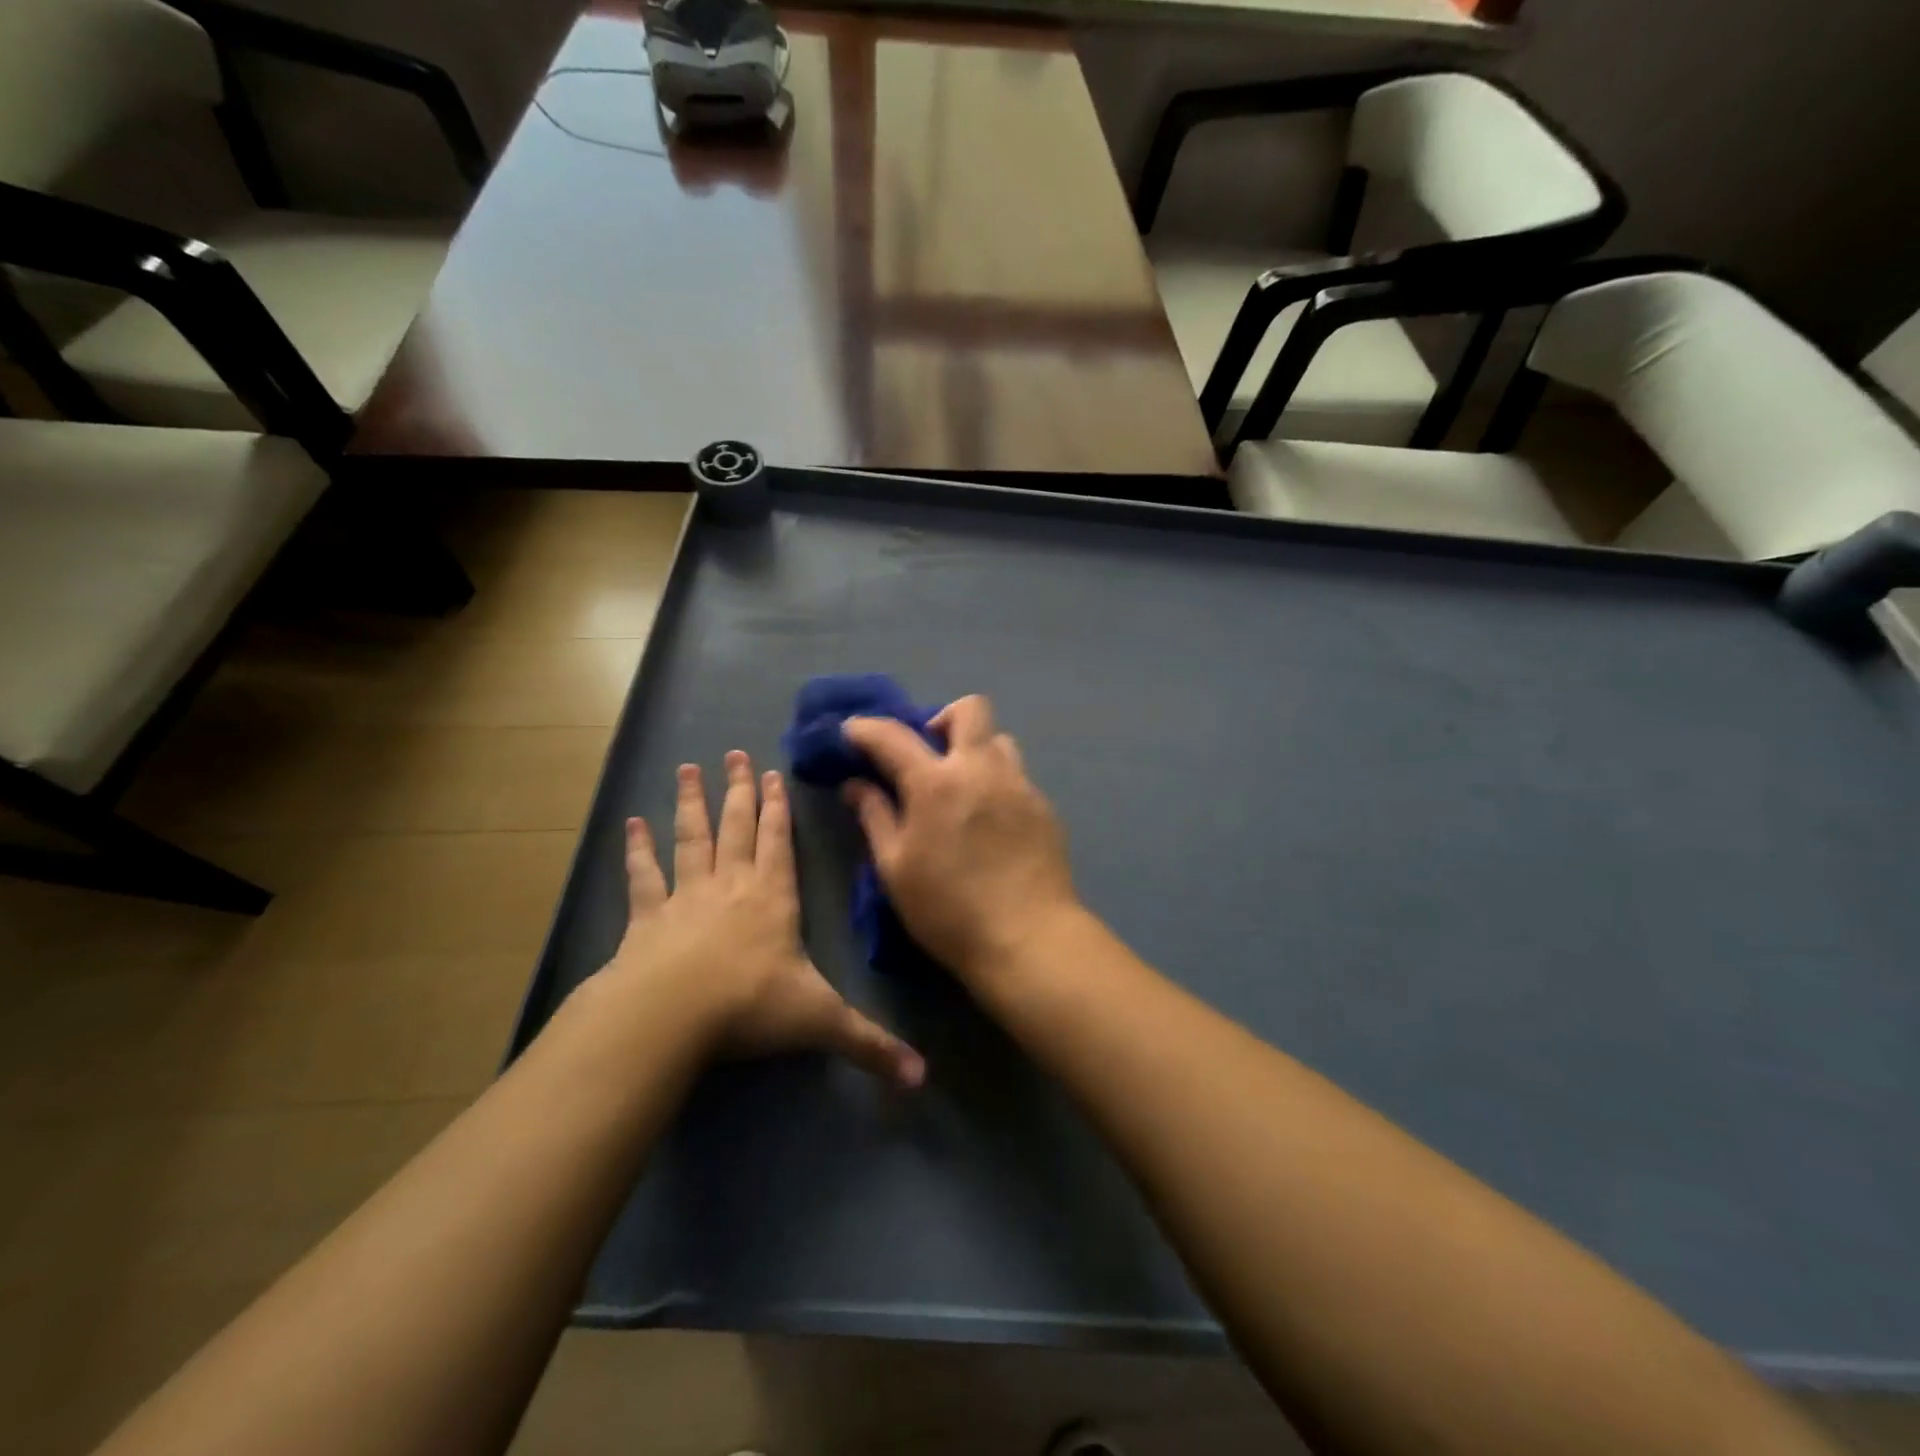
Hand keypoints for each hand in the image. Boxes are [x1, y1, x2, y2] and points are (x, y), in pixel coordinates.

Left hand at [604, 751, 923, 1087]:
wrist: (671, 1017)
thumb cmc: (750, 1007)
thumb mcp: (820, 1022)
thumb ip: (870, 1045)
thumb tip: (923, 1078)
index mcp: (773, 897)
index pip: (778, 841)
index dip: (777, 807)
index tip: (771, 773)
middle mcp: (732, 885)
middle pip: (736, 826)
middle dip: (738, 791)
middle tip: (733, 753)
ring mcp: (686, 896)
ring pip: (692, 838)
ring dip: (692, 804)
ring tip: (688, 769)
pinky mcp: (647, 917)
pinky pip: (644, 875)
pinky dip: (638, 849)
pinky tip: (633, 823)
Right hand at [843, 696, 1080, 979]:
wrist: (1028, 938)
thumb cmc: (948, 910)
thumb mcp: (895, 868)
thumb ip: (874, 816)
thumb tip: (855, 784)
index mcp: (936, 783)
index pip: (893, 735)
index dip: (866, 728)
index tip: (852, 732)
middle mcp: (981, 769)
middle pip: (969, 708)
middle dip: (940, 718)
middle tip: (926, 753)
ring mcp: (1019, 784)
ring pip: (999, 739)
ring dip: (974, 748)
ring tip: (961, 786)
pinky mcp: (1043, 806)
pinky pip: (1016, 775)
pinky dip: (995, 782)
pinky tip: (989, 821)